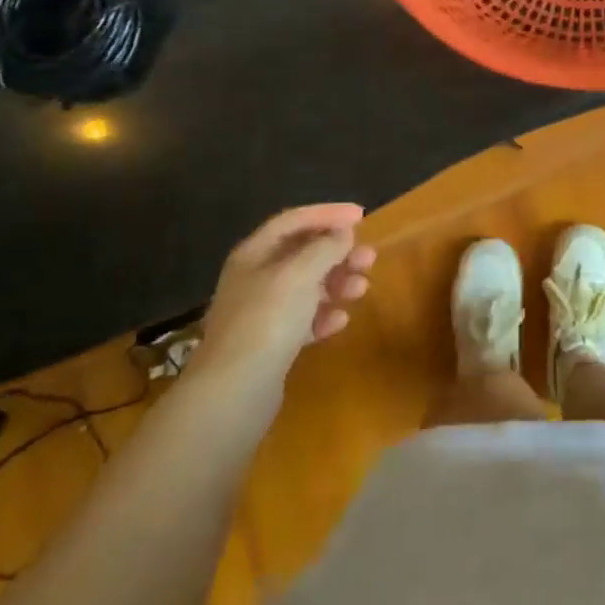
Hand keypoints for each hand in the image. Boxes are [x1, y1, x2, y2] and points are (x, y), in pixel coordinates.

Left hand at [193, 205, 375, 391]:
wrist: (235, 391)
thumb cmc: (268, 319)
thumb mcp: (300, 273)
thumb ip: (325, 248)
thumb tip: (343, 233)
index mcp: (254, 254)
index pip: (294, 220)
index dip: (327, 214)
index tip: (362, 216)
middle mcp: (255, 278)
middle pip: (303, 254)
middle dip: (338, 253)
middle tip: (370, 258)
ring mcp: (262, 313)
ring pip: (307, 287)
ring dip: (337, 283)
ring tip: (362, 289)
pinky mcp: (271, 344)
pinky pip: (304, 320)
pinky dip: (324, 315)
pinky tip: (340, 321)